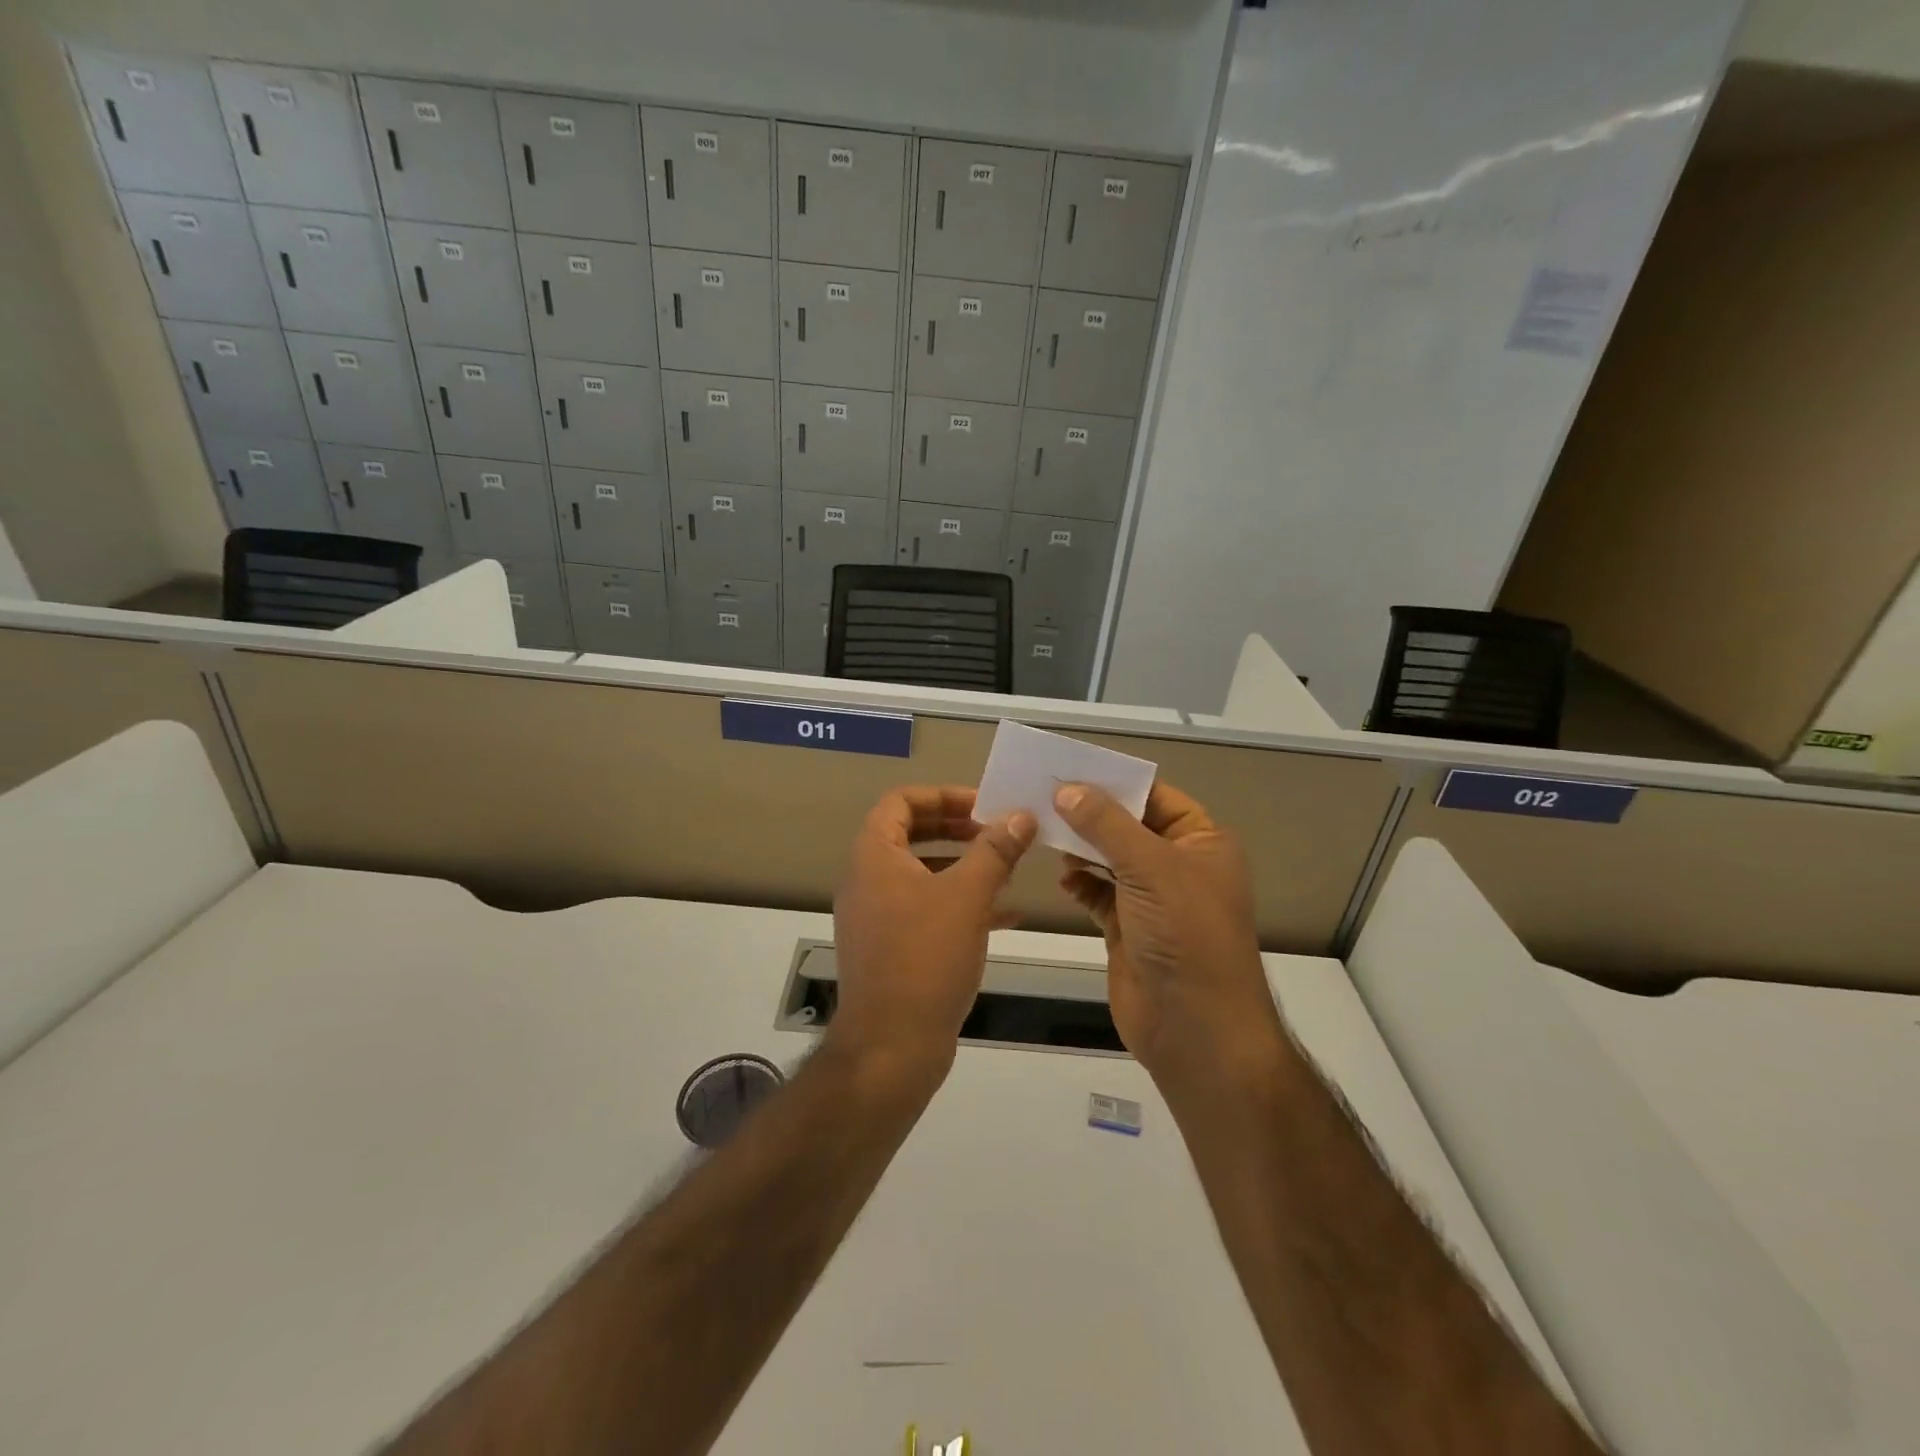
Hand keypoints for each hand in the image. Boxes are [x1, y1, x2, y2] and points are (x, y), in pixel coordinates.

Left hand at [830, 787, 1035, 1083]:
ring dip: (964, 866)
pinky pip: (927, 910)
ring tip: (1008, 869)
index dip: (942, 795)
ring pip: (923, 874)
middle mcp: (868, 881)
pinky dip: (961, 904)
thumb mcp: (967, 896)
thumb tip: (1021, 815)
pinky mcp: (892, 949)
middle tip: (997, 831)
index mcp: (874, 857)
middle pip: (911, 834)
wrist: (891, 1047)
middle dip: (957, 829)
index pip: (900, 802)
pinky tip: (1006, 915)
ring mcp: (877, 917)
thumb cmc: (925, 958)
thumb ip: (995, 850)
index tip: (983, 805)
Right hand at [1055, 782, 1285, 1095]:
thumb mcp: (1150, 868)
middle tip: (1041, 794)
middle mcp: (1179, 865)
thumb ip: (1106, 825)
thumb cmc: (1185, 934)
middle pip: (1129, 826)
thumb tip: (1067, 789)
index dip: (1115, 781)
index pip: (1155, 796)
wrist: (1196, 1029)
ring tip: (1042, 829)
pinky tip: (1062, 879)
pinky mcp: (1128, 929)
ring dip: (1081, 847)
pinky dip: (1081, 883)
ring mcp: (1153, 899)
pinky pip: (1100, 893)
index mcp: (1202, 842)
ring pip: (1110, 859)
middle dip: (1090, 813)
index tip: (1067, 767)